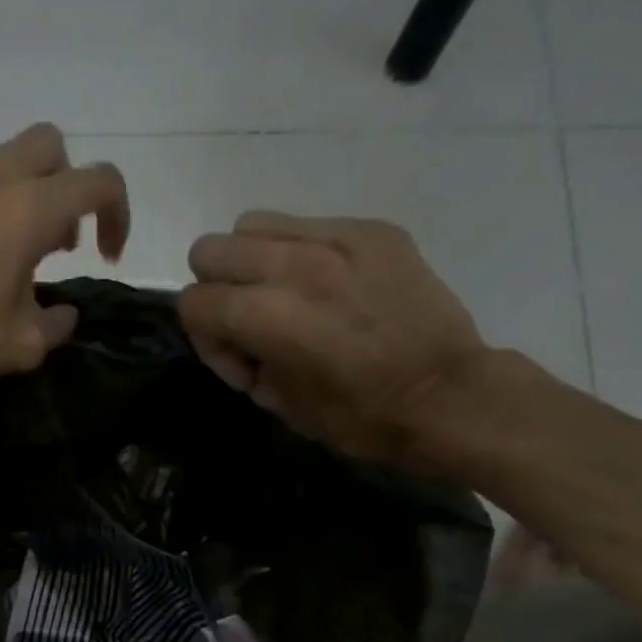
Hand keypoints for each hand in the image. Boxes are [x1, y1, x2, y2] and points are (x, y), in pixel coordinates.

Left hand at [0, 123, 129, 387]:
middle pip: (52, 146)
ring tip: (22, 256)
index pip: (100, 181)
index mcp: (31, 208)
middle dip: (71, 185)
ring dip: (31, 196)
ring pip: (10, 161)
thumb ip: (56, 324)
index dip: (119, 215)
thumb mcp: (22, 344)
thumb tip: (63, 315)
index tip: (107, 256)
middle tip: (62, 241)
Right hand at [180, 213, 488, 463]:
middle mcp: (294, 265)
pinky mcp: (372, 230)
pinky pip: (308, 225)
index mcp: (268, 315)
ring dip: (253, 261)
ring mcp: (336, 239)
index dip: (206, 340)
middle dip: (217, 290)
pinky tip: (331, 288)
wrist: (449, 396)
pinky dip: (301, 253)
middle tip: (251, 323)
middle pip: (210, 250)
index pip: (192, 302)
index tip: (243, 365)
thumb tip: (239, 340)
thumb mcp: (282, 404)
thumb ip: (244, 360)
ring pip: (252, 224)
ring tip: (286, 297)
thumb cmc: (361, 417)